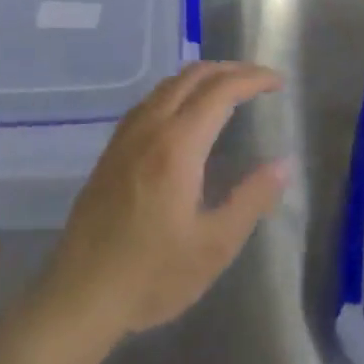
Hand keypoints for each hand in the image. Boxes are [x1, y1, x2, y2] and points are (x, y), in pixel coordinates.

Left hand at [37, 62, 290, 340]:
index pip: (220, 91)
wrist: (81, 294)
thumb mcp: (214, 246)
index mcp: (177, 146)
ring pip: (165, 86)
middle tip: (259, 81)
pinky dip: (176, 92)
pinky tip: (183, 114)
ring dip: (200, 78)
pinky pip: (147, 103)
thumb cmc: (153, 275)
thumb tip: (283, 164)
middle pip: (190, 77)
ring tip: (228, 90)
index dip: (252, 79)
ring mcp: (124, 138)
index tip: (278, 82)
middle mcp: (148, 129)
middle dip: (229, 70)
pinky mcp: (110, 152)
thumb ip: (251, 199)